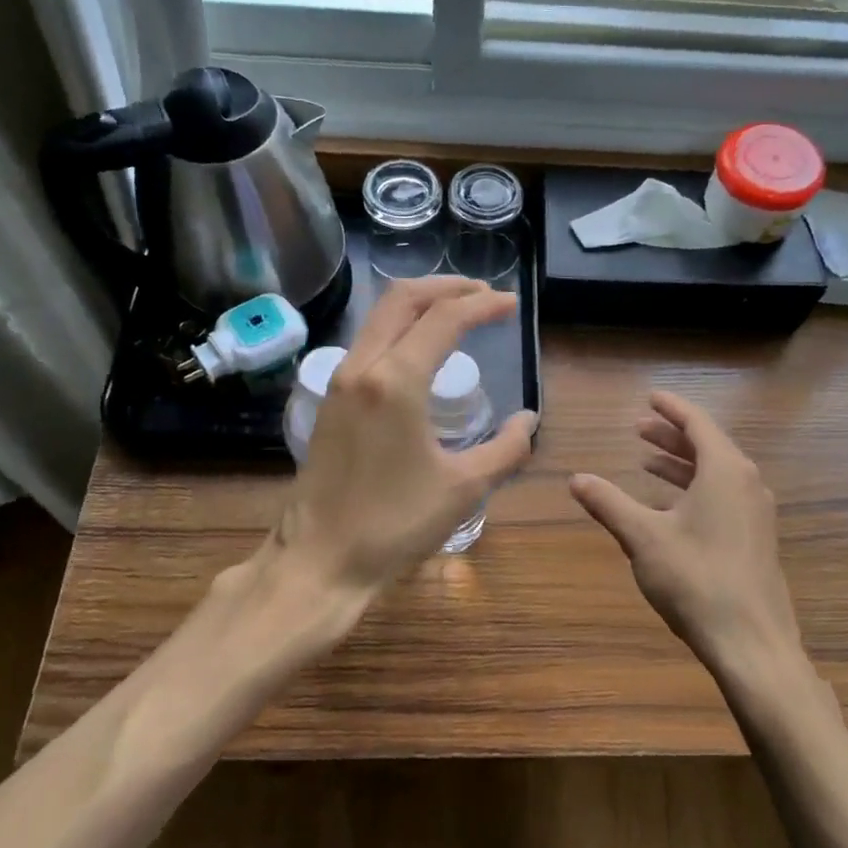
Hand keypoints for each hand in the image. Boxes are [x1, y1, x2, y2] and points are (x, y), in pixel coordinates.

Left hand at [274, 277, 536, 597]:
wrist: (319, 559)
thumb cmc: (394, 524)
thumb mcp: (464, 488)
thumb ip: (506, 449)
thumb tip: (528, 421)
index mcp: (396, 381)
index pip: (444, 319)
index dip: (482, 305)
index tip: (511, 305)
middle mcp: (362, 367)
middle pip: (403, 299)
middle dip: (446, 287)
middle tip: (483, 295)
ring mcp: (339, 381)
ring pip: (380, 317)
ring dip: (420, 305)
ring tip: (457, 313)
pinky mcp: (330, 400)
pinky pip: (368, 342)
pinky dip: (400, 329)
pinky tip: (421, 351)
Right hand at [569, 391, 807, 687]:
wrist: (752, 643)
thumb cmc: (696, 579)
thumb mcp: (644, 538)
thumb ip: (609, 504)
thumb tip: (576, 479)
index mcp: (725, 471)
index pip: (697, 423)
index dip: (671, 408)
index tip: (651, 396)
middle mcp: (747, 483)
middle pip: (708, 445)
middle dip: (671, 435)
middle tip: (638, 429)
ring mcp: (756, 513)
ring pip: (716, 473)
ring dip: (681, 464)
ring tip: (646, 462)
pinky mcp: (756, 539)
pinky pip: (724, 496)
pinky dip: (694, 489)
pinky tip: (669, 507)